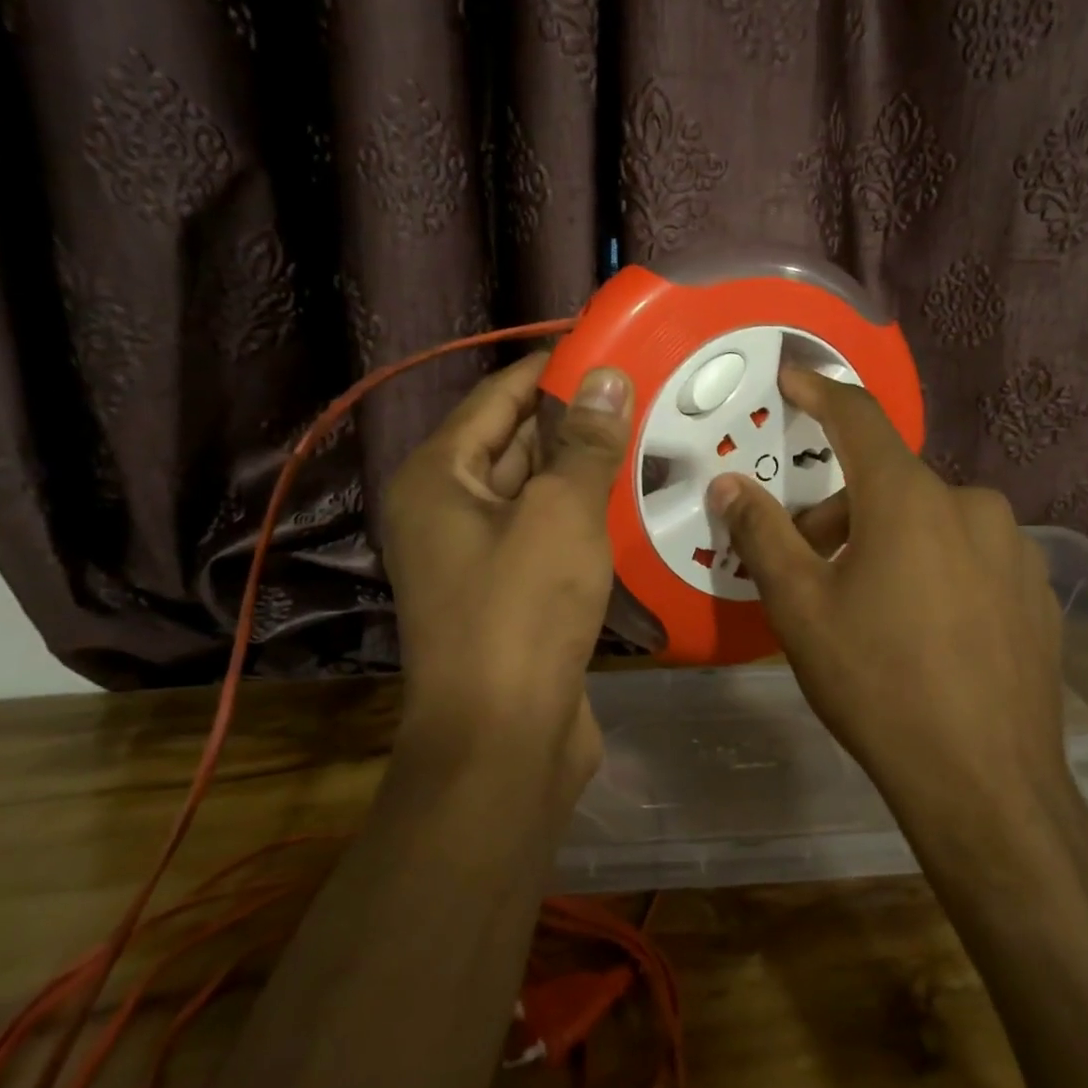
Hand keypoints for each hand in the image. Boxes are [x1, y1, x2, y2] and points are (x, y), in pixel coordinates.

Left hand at [379, 352, 632, 787]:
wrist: (504, 741)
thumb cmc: (522, 612)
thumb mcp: (561, 513)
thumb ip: (585, 442)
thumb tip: (608, 375)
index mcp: (439, 477)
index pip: (498, 396)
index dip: (552, 367)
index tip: (608, 346)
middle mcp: (447, 510)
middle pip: (513, 441)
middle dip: (574, 417)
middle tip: (643, 389)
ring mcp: (476, 555)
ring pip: (535, 490)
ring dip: (583, 466)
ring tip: (649, 432)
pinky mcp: (509, 593)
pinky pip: (547, 533)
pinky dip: (584, 514)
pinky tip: (633, 499)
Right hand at [706, 367, 1070, 831]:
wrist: (984, 781)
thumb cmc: (877, 683)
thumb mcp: (801, 608)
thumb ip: (763, 535)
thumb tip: (729, 486)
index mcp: (910, 499)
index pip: (858, 419)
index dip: (820, 391)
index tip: (794, 377)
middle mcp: (971, 505)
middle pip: (891, 483)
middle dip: (842, 510)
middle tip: (809, 560)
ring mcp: (1014, 547)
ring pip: (934, 520)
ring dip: (890, 540)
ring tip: (868, 603)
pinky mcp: (1037, 589)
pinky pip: (972, 555)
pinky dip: (935, 567)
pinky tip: (925, 629)